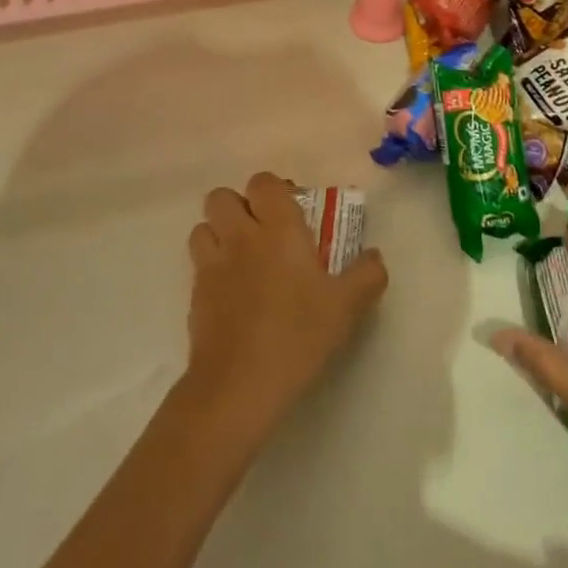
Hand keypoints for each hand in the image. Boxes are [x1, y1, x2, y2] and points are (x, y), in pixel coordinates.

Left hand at [181, 173, 387, 448]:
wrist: (238, 385)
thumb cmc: (297, 335)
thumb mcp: (347, 307)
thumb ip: (367, 274)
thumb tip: (374, 256)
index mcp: (278, 229)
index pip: (263, 182)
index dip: (274, 190)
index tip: (292, 212)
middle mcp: (240, 237)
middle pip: (222, 196)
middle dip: (239, 206)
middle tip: (263, 232)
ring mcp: (212, 266)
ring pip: (203, 227)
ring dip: (219, 234)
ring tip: (242, 258)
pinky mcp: (194, 296)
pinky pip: (198, 266)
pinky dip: (212, 269)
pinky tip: (233, 295)